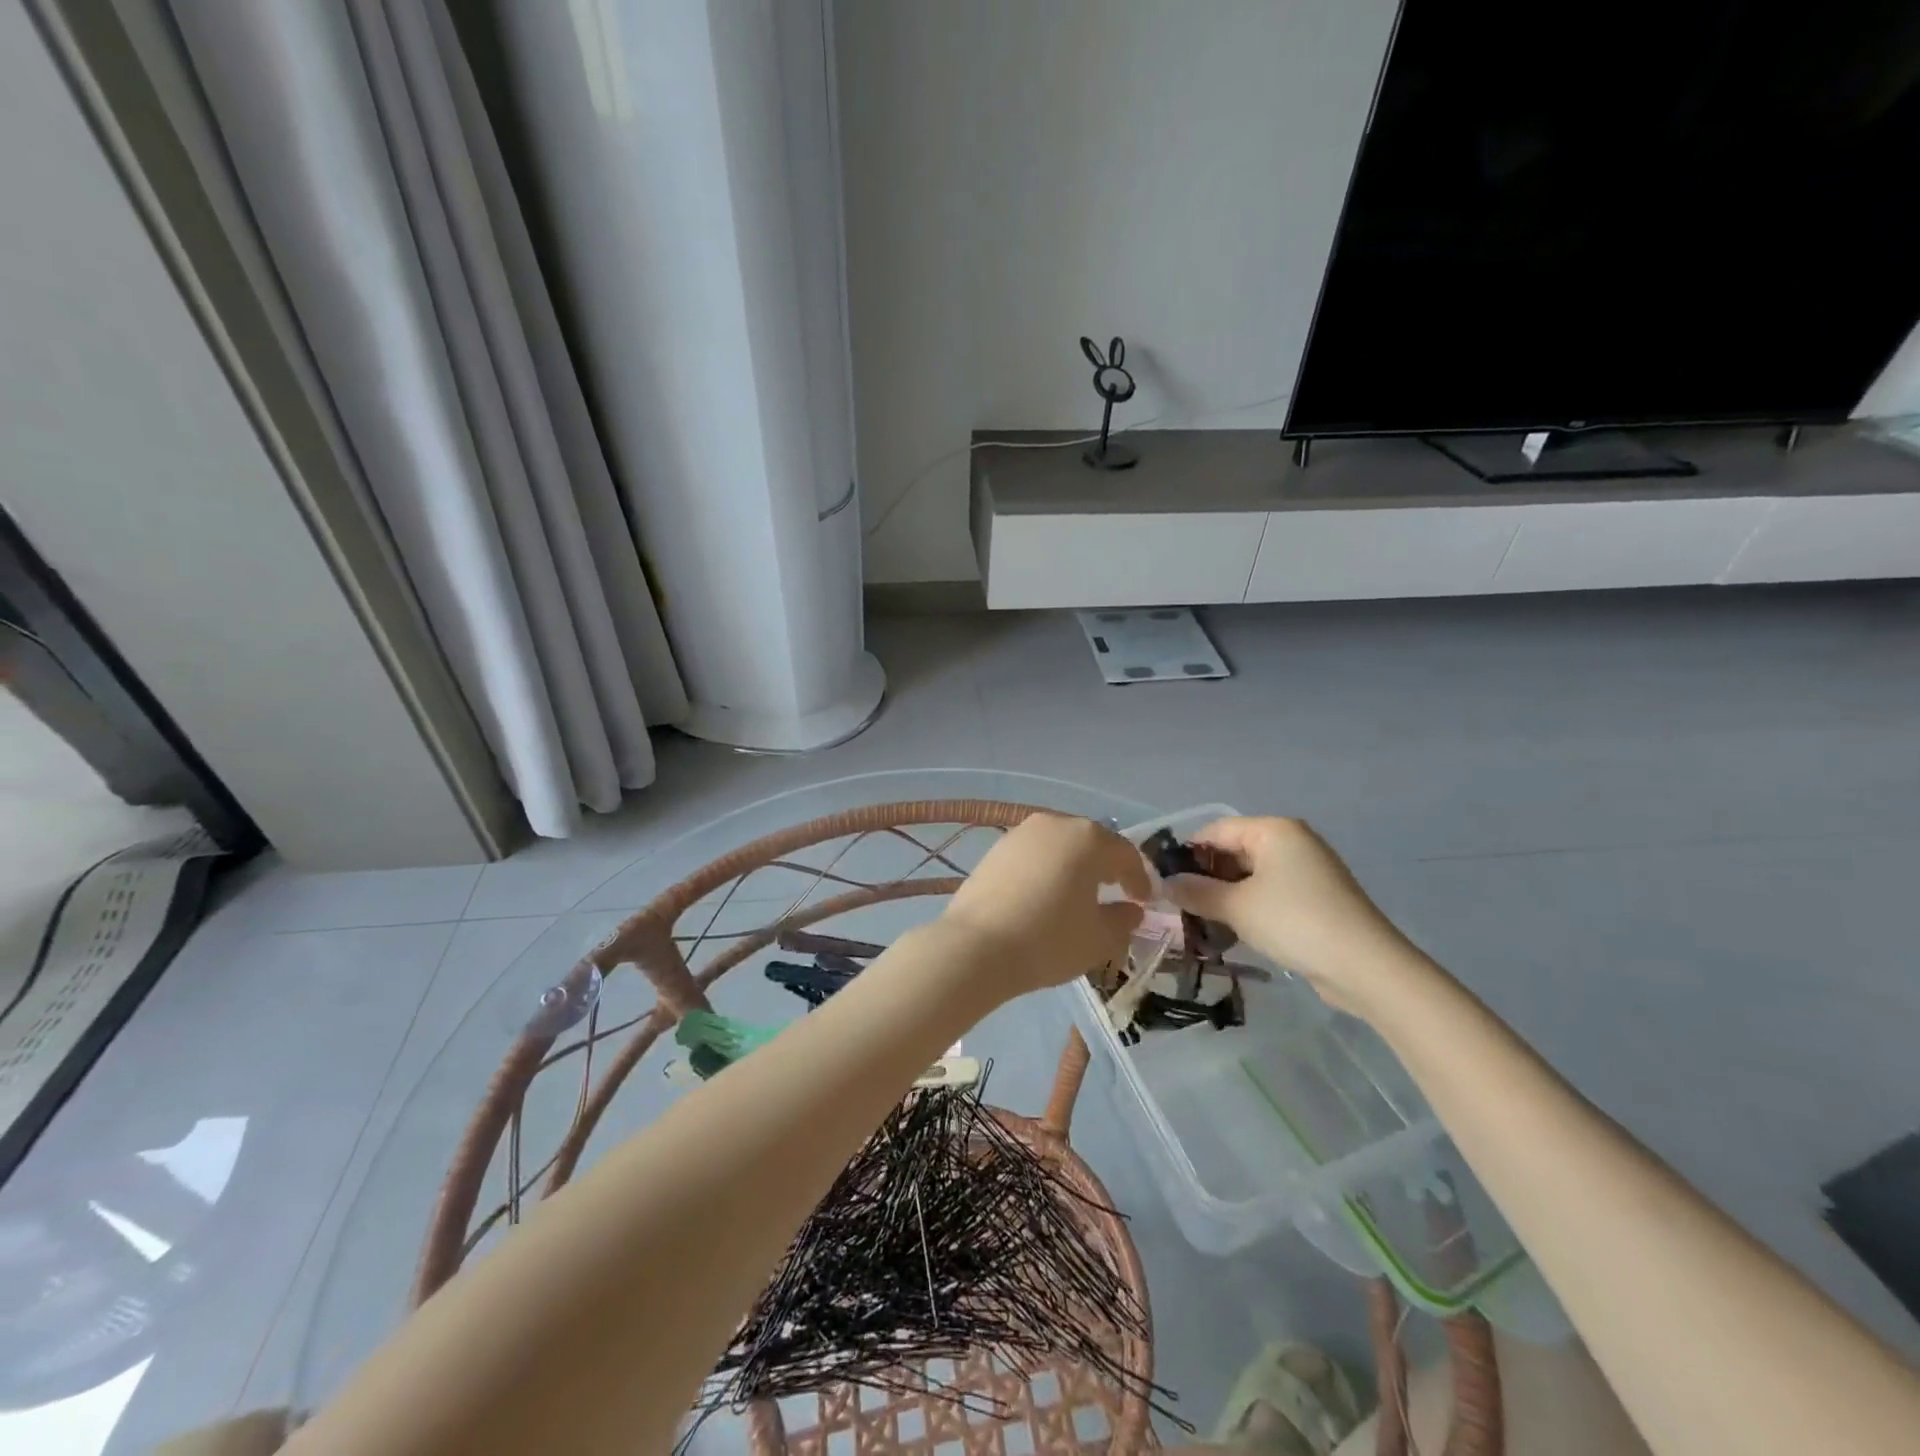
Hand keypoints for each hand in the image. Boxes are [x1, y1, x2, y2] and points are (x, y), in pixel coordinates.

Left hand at [938, 814, 1149, 998]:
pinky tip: (1046, 894)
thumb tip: (1130, 910)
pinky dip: (1047, 869)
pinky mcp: (996, 849)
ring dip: (1075, 865)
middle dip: (1107, 866)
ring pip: (1060, 845)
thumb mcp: (1099, 939)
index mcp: (1088, 838)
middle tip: (1116, 891)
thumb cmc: (1049, 940)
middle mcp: (1055, 824)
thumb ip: (1123, 920)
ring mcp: (1021, 834)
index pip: (1125, 854)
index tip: (1144, 901)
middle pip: (1091, 842)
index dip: (1139, 878)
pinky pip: (1034, 855)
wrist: (976, 947)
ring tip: (1080, 894)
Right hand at [1160, 817, 1429, 1015]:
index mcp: (1273, 830)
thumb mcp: (1236, 907)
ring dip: (1223, 897)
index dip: (1185, 853)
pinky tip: (1229, 932)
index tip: (1161, 881)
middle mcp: (1291, 842)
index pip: (1215, 830)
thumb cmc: (1294, 921)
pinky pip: (1269, 895)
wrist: (1366, 967)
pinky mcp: (1315, 899)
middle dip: (1204, 878)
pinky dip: (1247, 909)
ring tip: (1197, 922)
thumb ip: (1195, 892)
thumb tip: (1163, 884)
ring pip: (1249, 877)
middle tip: (1176, 905)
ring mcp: (1306, 871)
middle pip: (1233, 852)